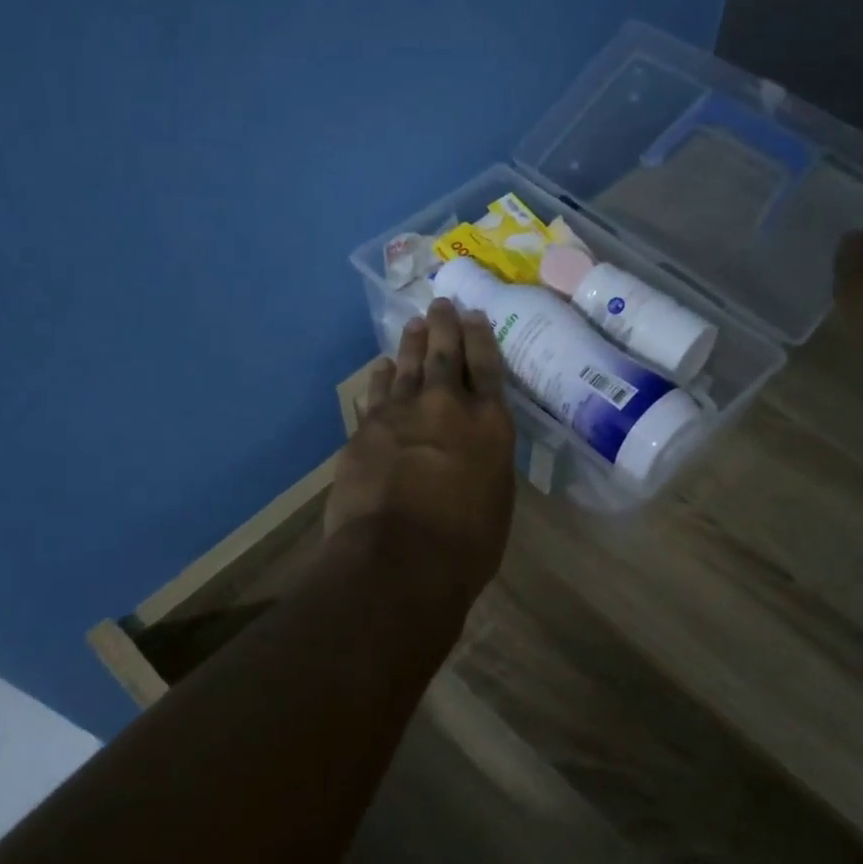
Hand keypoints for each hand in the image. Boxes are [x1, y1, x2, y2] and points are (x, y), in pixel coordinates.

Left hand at [325, 298, 517, 608]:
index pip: (488, 368)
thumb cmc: (465, 545)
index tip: (475, 315)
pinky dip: (382, 377)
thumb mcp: (495, 500)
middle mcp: (448, 407)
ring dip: (413, 343)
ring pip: (409, 366)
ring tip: (415, 324)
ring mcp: (402, 413)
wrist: (397, 560)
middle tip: (441, 304)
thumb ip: (486, 463)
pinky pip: (377, 393)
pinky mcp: (367, 429)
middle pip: (446, 355)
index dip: (481, 338)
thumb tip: (473, 451)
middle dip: (445, 326)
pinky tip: (383, 366)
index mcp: (490, 425)